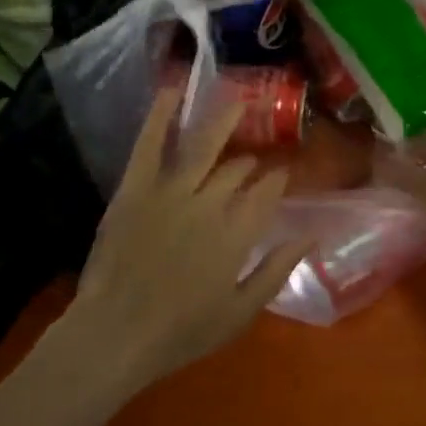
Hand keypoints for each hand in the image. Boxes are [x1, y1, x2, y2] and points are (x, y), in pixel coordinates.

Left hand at [68, 86, 310, 392]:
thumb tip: (310, 236)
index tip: (283, 175)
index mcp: (237, 232)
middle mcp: (210, 203)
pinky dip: (160, 115)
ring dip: (222, 121)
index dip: (277, 181)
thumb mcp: (241, 311)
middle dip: (250, 163)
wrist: (115, 335)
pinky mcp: (136, 188)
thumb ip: (277, 270)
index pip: (267, 193)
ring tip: (237, 101)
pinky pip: (150, 144)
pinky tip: (172, 89)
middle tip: (253, 162)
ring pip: (203, 146)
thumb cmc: (181, 332)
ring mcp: (170, 190)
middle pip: (237, 170)